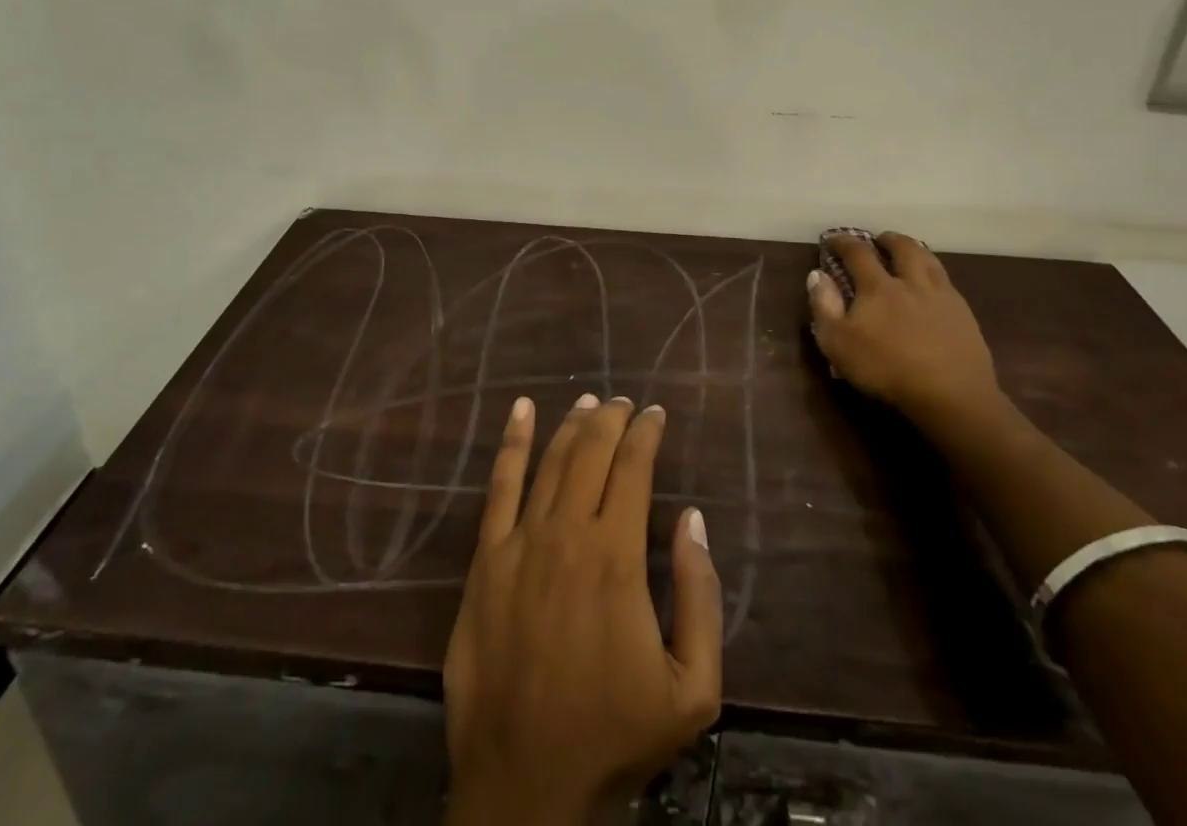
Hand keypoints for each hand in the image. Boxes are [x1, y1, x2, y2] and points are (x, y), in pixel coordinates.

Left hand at [444, 395, 722, 825]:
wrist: (525, 785)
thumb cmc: (614, 736)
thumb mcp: (692, 688)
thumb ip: (700, 596)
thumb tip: (692, 517)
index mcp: (616, 557)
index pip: (633, 468)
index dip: (647, 433)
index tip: (657, 414)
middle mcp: (567, 533)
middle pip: (591, 452)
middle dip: (612, 418)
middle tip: (627, 402)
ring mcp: (520, 542)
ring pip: (550, 460)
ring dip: (572, 424)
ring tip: (590, 401)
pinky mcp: (485, 559)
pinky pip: (498, 486)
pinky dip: (512, 442)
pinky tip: (522, 410)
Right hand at [806, 231, 1005, 440]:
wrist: (951, 396)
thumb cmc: (886, 368)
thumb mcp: (837, 342)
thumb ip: (824, 306)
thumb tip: (817, 274)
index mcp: (878, 287)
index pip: (858, 253)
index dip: (843, 242)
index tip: (834, 239)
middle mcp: (911, 283)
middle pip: (903, 248)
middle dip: (888, 240)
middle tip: (880, 240)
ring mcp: (942, 297)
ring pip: (930, 261)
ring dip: (916, 251)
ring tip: (909, 253)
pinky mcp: (965, 316)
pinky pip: (948, 284)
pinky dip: (936, 276)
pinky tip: (934, 288)